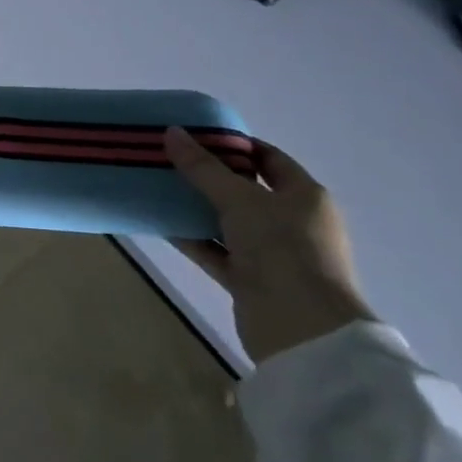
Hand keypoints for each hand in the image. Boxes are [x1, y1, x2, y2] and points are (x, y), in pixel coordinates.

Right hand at [164, 128, 374, 363]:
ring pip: (227, 221)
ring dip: (196, 207)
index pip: (269, 158)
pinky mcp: (251, 280)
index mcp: (304, 196)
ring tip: (157, 186)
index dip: (234, 144)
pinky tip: (160, 223)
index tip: (195, 135)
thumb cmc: (282, 248)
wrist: (302, 328)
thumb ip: (203, 167)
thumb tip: (171, 132)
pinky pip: (216, 251)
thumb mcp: (239, 199)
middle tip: (169, 158)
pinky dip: (192, 238)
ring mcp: (272, 254)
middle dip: (208, 175)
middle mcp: (292, 222)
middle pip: (245, 190)